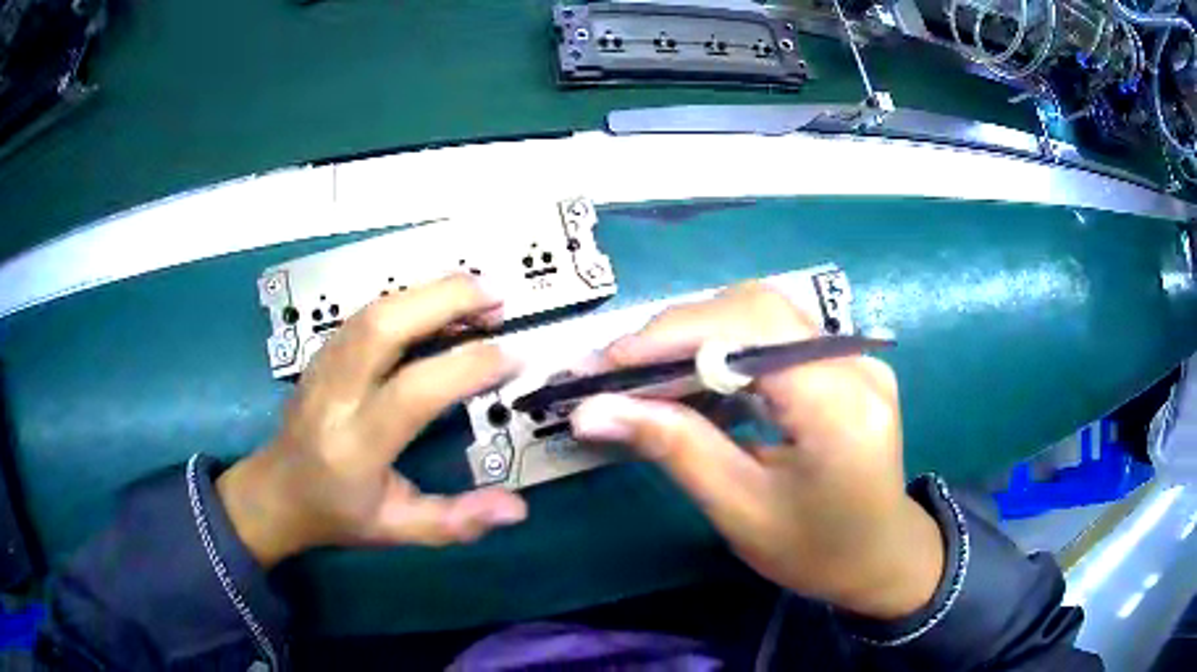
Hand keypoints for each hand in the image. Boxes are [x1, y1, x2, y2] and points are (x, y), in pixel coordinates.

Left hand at [218, 275, 527, 567]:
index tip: (513, 356)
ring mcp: (323, 366)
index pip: (411, 393)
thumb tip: (517, 508)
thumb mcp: (397, 530)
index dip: (466, 367)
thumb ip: (457, 522)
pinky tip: (437, 303)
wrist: (276, 491)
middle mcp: (335, 396)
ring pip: (373, 309)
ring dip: (429, 292)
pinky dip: (408, 298)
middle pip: (383, 326)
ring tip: (478, 294)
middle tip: (498, 297)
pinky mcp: (323, 352)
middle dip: (444, 300)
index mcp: (355, 447)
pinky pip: (366, 312)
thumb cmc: (337, 514)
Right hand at [569, 283, 943, 618]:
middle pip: (756, 309)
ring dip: (697, 335)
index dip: (674, 334)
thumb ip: (674, 448)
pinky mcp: (846, 361)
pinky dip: (725, 346)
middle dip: (677, 331)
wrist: (880, 556)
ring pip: (764, 314)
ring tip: (643, 372)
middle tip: (616, 369)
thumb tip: (592, 411)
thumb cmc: (815, 550)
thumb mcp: (740, 510)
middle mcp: (855, 364)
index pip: (753, 330)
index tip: (606, 363)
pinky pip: (776, 334)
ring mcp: (856, 356)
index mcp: (840, 408)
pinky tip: (694, 376)